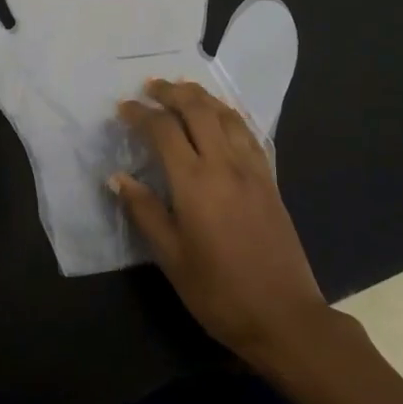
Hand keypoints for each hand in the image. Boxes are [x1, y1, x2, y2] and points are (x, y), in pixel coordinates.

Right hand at [113, 79, 326, 367]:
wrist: (284, 316)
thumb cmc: (218, 292)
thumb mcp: (171, 257)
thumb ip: (144, 211)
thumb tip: (118, 178)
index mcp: (194, 183)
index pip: (163, 131)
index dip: (140, 114)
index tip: (122, 108)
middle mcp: (224, 165)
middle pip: (197, 110)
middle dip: (171, 92)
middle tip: (150, 87)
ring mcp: (252, 170)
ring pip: (226, 115)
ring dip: (202, 96)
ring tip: (182, 90)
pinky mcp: (270, 181)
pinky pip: (248, 133)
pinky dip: (229, 114)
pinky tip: (222, 116)